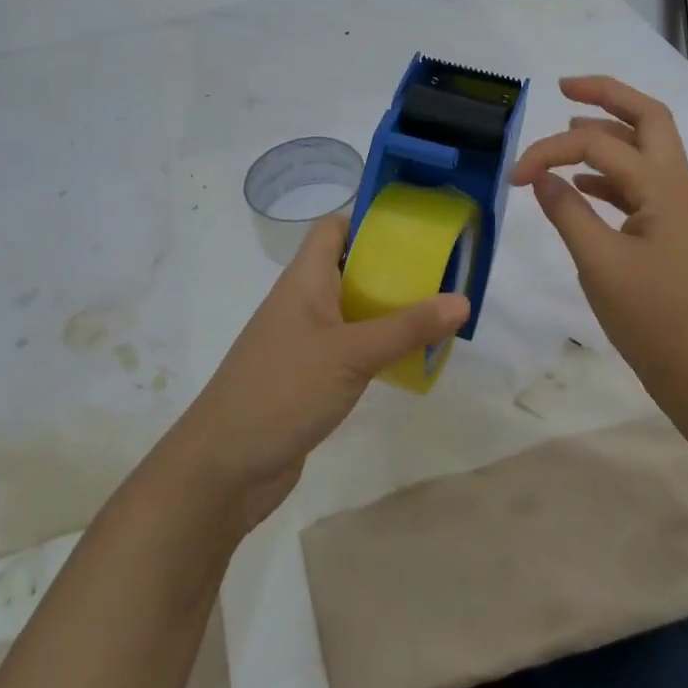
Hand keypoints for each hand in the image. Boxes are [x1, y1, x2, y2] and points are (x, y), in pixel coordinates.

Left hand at [167, 214, 468, 530]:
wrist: (223, 466)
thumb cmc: (283, 390)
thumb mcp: (352, 354)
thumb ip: (407, 328)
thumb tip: (463, 300)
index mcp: (304, 280)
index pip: (333, 229)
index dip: (368, 221)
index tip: (414, 231)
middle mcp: (302, 303)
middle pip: (348, 268)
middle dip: (392, 269)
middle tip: (440, 275)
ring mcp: (303, 342)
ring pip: (351, 311)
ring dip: (388, 311)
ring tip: (436, 315)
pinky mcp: (308, 377)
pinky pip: (349, 348)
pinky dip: (376, 347)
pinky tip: (407, 360)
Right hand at [511, 75, 687, 385]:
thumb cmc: (651, 318)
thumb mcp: (598, 263)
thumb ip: (567, 212)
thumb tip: (541, 177)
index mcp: (664, 187)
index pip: (600, 147)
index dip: (550, 151)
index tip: (514, 177)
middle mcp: (678, 185)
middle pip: (649, 117)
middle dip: (607, 95)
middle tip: (564, 88)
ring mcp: (679, 206)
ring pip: (646, 147)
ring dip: (610, 131)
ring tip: (569, 128)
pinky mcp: (671, 228)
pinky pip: (640, 181)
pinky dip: (610, 172)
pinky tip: (581, 185)